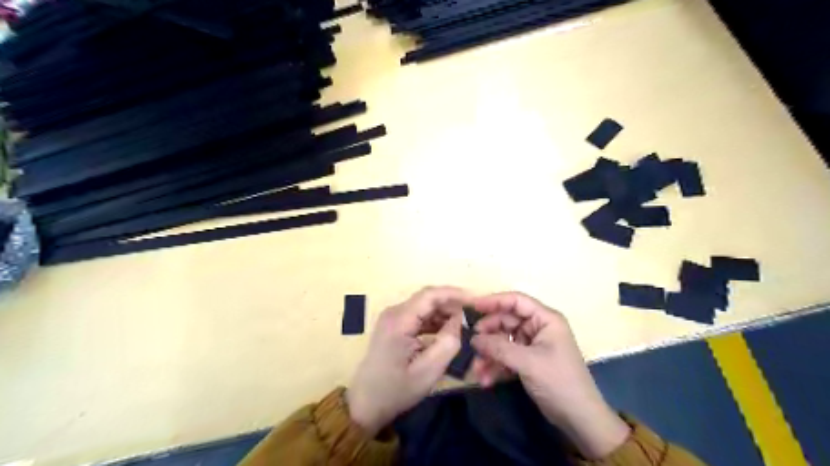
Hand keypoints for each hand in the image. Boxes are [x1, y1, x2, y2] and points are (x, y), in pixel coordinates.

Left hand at [347, 287, 469, 436]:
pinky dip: (435, 321)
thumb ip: (448, 342)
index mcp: (399, 320)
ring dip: (445, 313)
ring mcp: (393, 318)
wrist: (365, 404)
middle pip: (428, 299)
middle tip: (475, 315)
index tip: (477, 301)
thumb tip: (460, 320)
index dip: (456, 294)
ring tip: (466, 324)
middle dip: (453, 304)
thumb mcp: (428, 371)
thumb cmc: (396, 390)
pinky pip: (419, 316)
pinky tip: (448, 332)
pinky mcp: (394, 326)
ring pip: (424, 307)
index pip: (431, 295)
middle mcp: (394, 312)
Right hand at [470, 290, 626, 457]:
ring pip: (503, 341)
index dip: (494, 301)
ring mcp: (533, 345)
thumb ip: (499, 348)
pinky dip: (496, 366)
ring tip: (477, 370)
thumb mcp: (528, 362)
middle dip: (489, 335)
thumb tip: (474, 338)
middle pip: (506, 321)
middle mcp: (538, 328)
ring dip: (490, 354)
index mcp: (545, 319)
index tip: (472, 307)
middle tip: (472, 345)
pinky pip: (506, 357)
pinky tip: (486, 379)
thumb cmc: (559, 382)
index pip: (516, 301)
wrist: (579, 419)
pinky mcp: (528, 361)